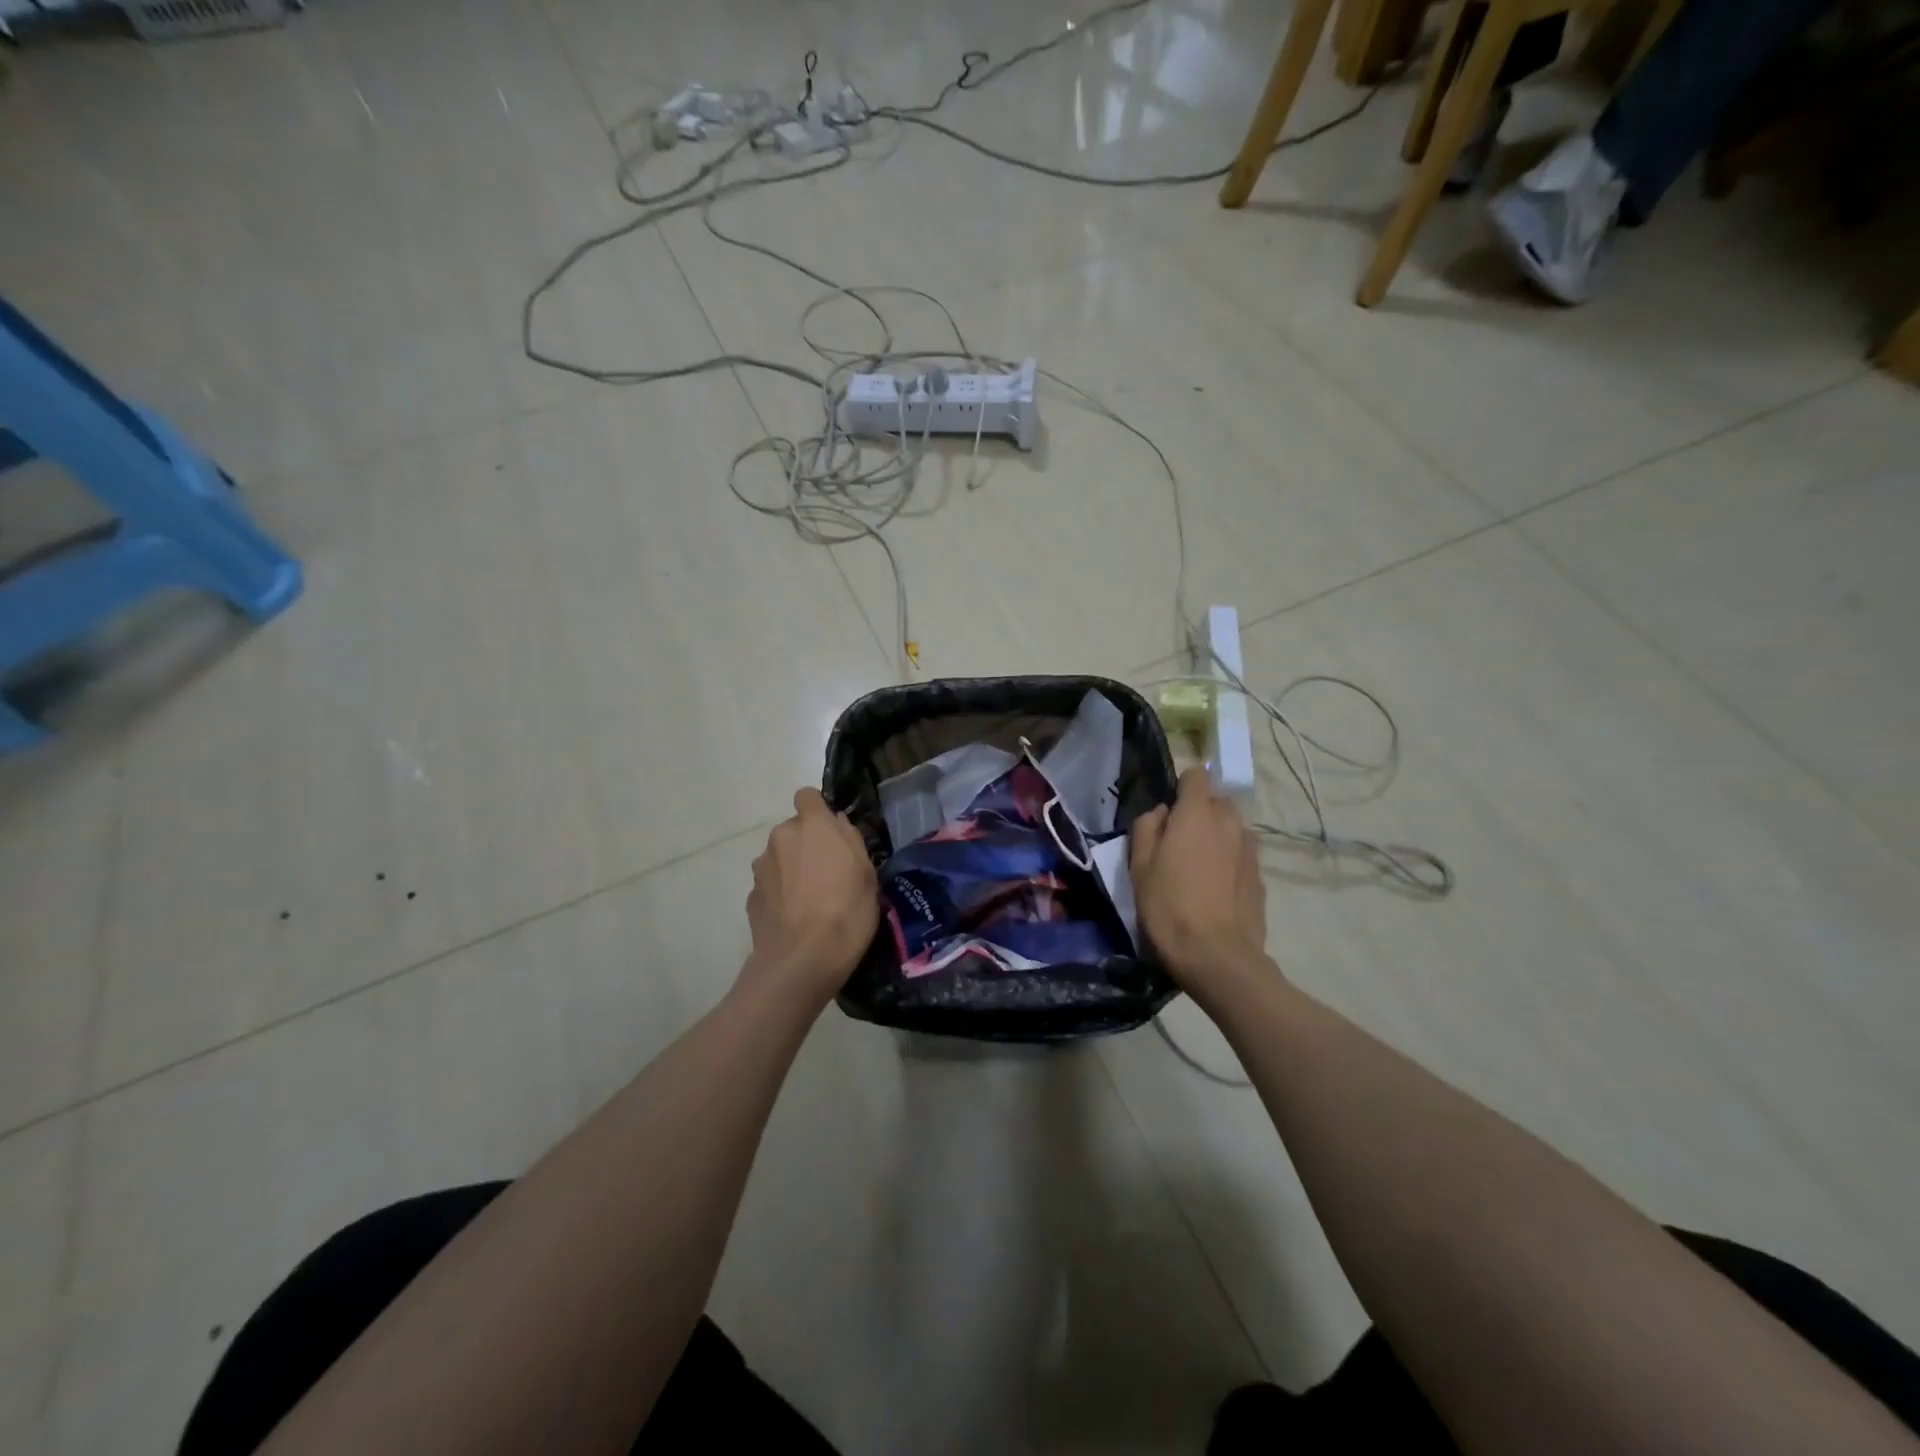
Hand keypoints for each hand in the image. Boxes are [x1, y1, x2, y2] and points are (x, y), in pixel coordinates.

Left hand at [743, 788, 878, 1006]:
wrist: (802, 961)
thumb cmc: (846, 911)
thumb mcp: (867, 873)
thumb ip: (850, 840)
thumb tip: (837, 823)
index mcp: (812, 825)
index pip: (807, 796)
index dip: (819, 810)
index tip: (832, 833)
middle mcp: (780, 838)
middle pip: (793, 830)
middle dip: (807, 844)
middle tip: (828, 874)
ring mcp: (761, 868)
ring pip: (780, 858)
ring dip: (792, 869)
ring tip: (811, 901)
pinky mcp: (751, 897)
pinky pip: (770, 886)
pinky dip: (780, 895)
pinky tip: (795, 919)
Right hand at [1131, 768, 1269, 990]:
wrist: (1217, 955)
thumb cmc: (1169, 905)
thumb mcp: (1139, 865)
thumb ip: (1147, 827)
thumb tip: (1161, 813)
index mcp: (1197, 813)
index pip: (1197, 774)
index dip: (1181, 787)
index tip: (1169, 810)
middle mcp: (1229, 822)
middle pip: (1216, 800)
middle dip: (1199, 812)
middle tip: (1178, 842)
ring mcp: (1250, 848)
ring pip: (1231, 827)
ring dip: (1216, 836)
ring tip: (1198, 867)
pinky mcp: (1260, 875)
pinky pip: (1241, 854)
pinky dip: (1228, 860)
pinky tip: (1215, 888)